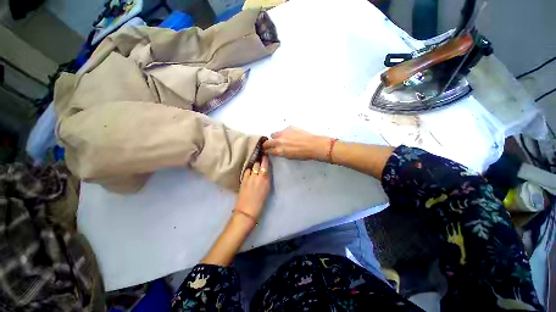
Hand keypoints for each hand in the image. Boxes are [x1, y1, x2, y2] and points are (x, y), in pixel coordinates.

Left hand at [235, 155, 270, 219]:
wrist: (247, 211)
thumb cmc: (260, 202)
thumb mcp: (267, 189)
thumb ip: (266, 179)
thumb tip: (266, 171)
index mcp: (265, 179)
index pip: (265, 164)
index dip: (265, 158)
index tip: (265, 153)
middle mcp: (257, 176)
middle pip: (257, 163)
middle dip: (259, 159)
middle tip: (259, 155)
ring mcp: (249, 178)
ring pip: (251, 166)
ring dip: (253, 163)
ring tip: (254, 161)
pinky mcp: (242, 180)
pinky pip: (246, 171)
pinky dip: (248, 169)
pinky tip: (249, 170)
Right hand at [263, 127, 329, 160]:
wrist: (313, 145)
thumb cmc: (303, 154)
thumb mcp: (289, 156)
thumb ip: (281, 152)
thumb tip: (277, 150)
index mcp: (279, 150)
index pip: (268, 150)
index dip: (267, 151)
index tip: (267, 151)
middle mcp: (279, 141)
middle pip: (267, 142)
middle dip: (267, 144)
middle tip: (269, 145)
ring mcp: (283, 133)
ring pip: (273, 134)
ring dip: (275, 137)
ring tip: (281, 139)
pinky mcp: (289, 127)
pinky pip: (282, 130)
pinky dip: (283, 133)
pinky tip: (290, 135)